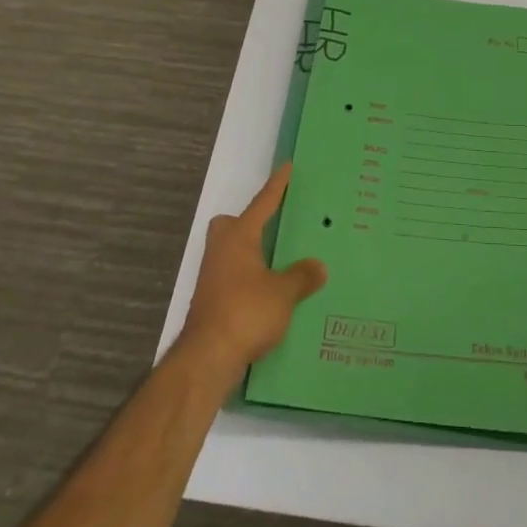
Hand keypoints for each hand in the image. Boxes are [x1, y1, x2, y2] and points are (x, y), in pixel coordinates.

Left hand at [178, 163, 325, 383]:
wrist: (207, 358)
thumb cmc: (246, 312)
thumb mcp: (283, 293)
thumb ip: (302, 276)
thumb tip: (319, 266)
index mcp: (239, 238)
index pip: (262, 204)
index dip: (277, 187)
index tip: (287, 167)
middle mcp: (221, 251)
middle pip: (230, 226)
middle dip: (247, 224)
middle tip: (272, 229)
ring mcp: (212, 278)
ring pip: (231, 254)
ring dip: (250, 255)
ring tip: (278, 264)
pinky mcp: (211, 303)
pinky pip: (233, 279)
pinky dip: (249, 281)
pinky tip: (269, 296)